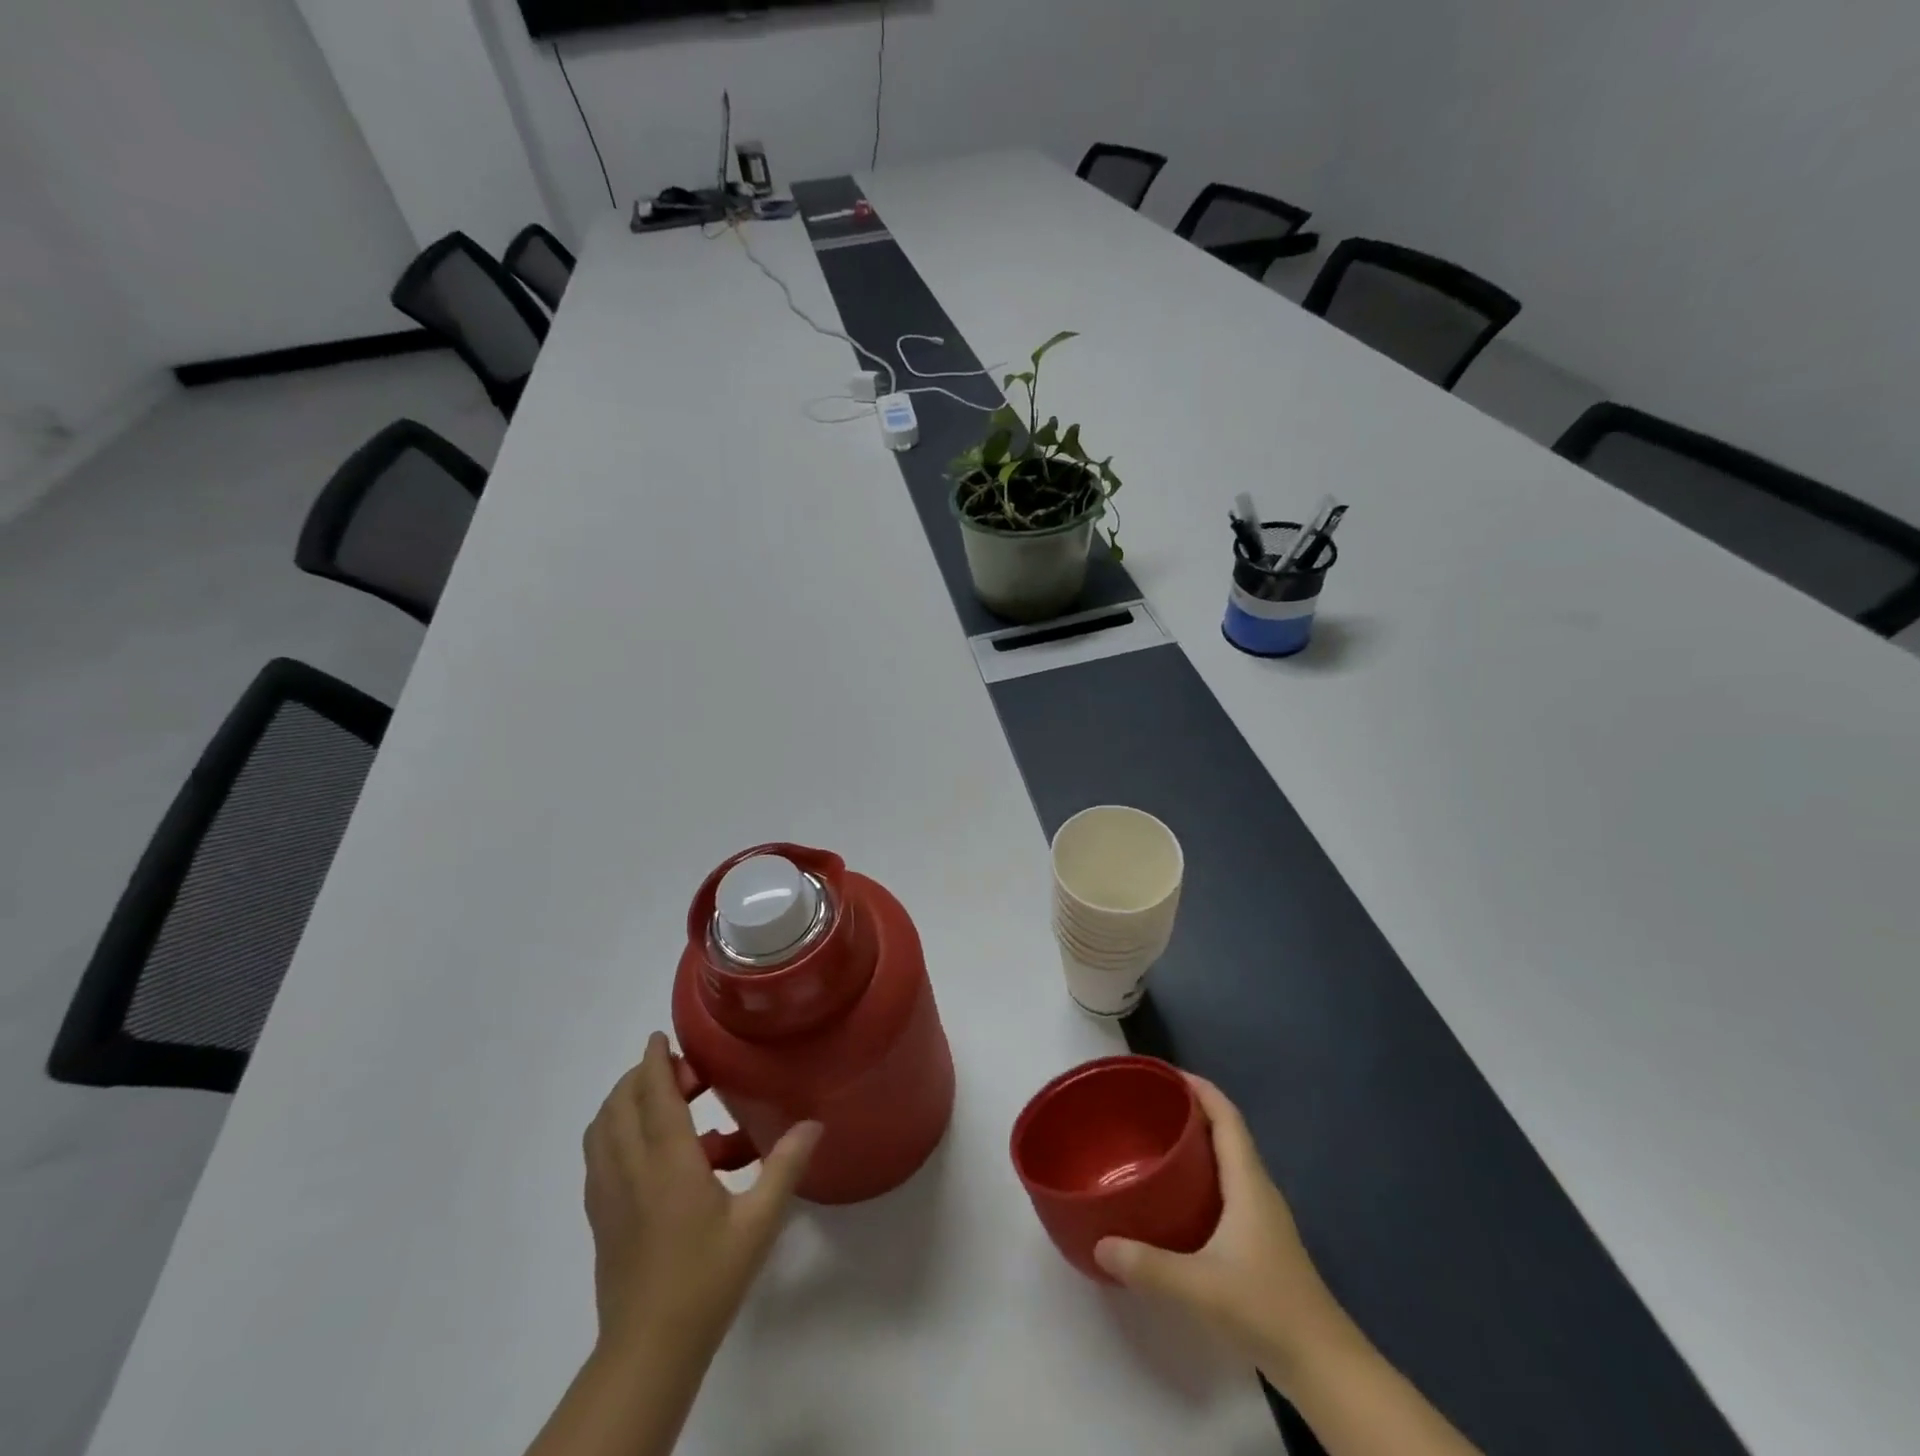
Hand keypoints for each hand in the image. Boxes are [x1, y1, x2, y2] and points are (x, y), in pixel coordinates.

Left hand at [583, 1032, 820, 1360]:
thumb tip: (814, 1124)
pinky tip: (643, 1151)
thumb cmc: (708, 1278)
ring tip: (658, 1101)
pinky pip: (597, 1157)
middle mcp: (631, 1169)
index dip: (654, 1061)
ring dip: (622, 1102)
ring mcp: (608, 1194)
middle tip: (680, 1072)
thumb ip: (785, 1166)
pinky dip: (612, 1133)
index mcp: (668, 1162)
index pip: (653, 1094)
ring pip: (601, 1129)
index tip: (661, 1036)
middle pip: (620, 1104)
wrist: (649, 1350)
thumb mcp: (759, 1221)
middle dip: (642, 1076)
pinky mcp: (599, 1218)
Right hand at [1095, 1075, 1355, 1388]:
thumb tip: (1099, 1242)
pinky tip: (1176, 1194)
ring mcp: (1262, 1215)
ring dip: (1196, 1142)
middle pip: (1225, 1131)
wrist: (1324, 1365)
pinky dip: (1202, 1173)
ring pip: (1227, 1160)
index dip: (1200, 1088)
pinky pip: (1227, 1185)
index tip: (1164, 1073)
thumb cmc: (1266, 1309)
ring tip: (1154, 1141)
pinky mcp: (1259, 1239)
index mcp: (1248, 1181)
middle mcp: (1257, 1188)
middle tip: (1147, 1105)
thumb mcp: (1200, 1287)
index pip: (1226, 1116)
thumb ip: (1148, 1265)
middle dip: (1190, 1110)